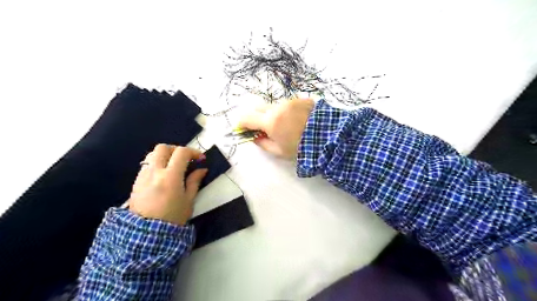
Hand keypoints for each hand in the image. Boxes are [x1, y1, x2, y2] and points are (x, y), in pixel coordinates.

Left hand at [128, 144, 206, 225]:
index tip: (200, 159)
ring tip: (173, 166)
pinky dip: (156, 164)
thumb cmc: (172, 218)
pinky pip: (146, 165)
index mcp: (170, 177)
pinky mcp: (136, 182)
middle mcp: (154, 172)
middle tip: (185, 159)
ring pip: (152, 155)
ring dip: (165, 156)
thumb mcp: (188, 200)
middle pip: (163, 148)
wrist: (146, 235)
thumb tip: (202, 170)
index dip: (193, 152)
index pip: (181, 153)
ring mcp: (143, 176)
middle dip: (176, 149)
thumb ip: (194, 181)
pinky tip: (163, 176)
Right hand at [238, 97, 315, 158]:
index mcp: (270, 121)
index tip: (242, 128)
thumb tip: (255, 138)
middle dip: (255, 116)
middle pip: (258, 107)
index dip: (242, 123)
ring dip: (272, 114)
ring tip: (282, 125)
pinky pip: (287, 104)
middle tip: (260, 127)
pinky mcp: (300, 99)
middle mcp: (277, 107)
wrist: (328, 137)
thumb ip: (263, 144)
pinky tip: (294, 120)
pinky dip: (285, 111)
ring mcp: (289, 101)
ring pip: (273, 106)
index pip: (247, 118)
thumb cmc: (301, 147)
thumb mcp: (279, 151)